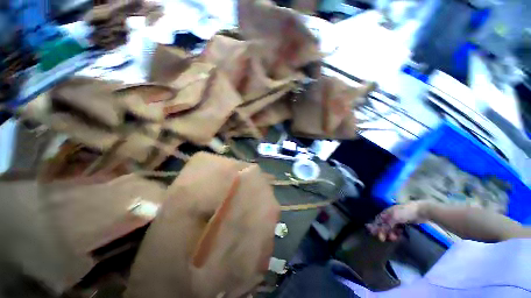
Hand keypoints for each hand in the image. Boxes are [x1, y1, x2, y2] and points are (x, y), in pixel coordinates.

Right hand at [366, 201, 428, 241]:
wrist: (421, 211)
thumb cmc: (406, 212)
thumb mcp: (395, 217)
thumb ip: (386, 224)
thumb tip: (378, 230)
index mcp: (386, 213)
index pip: (377, 220)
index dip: (375, 227)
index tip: (375, 234)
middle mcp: (389, 216)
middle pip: (383, 225)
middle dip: (383, 232)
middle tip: (383, 239)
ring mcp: (397, 220)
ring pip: (390, 228)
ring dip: (390, 234)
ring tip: (394, 238)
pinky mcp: (403, 224)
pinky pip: (397, 230)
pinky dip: (396, 233)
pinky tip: (399, 236)